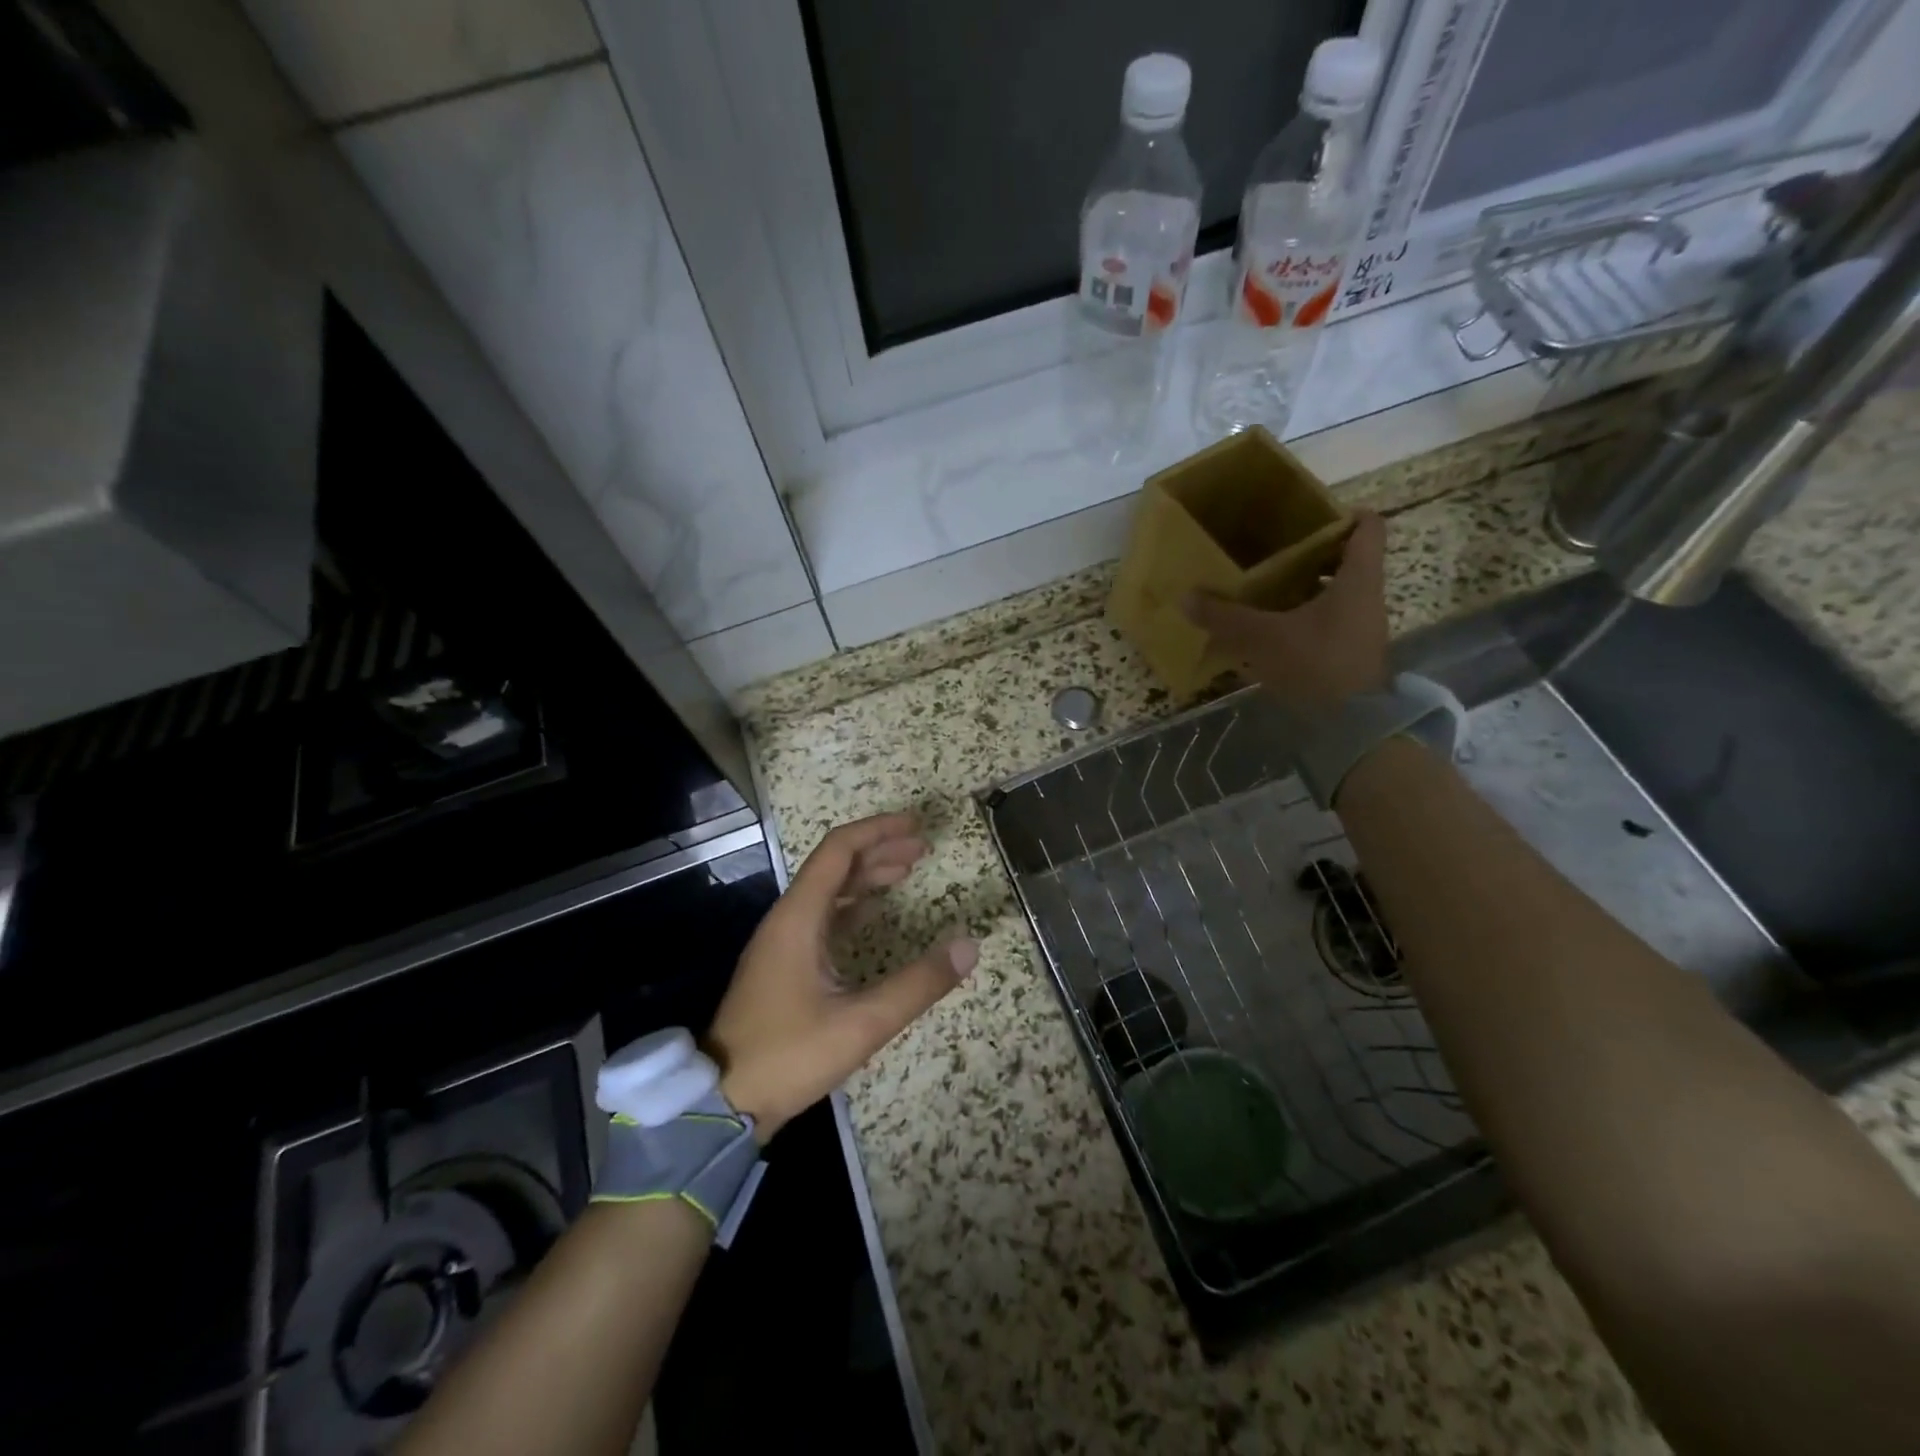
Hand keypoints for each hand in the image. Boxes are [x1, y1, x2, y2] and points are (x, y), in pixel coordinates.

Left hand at [707, 813, 977, 1140]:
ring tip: (908, 871)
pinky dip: (854, 905)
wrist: (722, 1101)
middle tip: (923, 849)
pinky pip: (823, 917)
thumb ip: (918, 984)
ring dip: (867, 876)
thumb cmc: (789, 1056)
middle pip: (835, 866)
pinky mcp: (784, 964)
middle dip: (879, 850)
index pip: (839, 850)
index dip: (878, 831)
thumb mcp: (861, 1023)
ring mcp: (783, 942)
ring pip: (828, 891)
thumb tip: (969, 946)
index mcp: (799, 918)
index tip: (916, 825)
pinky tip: (876, 913)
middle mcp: (788, 919)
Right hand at [1183, 511, 1390, 718]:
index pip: (1367, 527)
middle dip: (1312, 551)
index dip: (1342, 512)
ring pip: (1337, 591)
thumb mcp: (1263, 639)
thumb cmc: (1316, 667)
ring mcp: (1361, 628)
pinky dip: (1304, 615)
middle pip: (1348, 558)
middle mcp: (1366, 597)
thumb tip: (1186, 597)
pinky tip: (1272, 625)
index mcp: (1357, 580)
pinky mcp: (1350, 653)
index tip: (1307, 513)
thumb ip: (1225, 617)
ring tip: (1266, 585)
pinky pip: (1329, 620)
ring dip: (1306, 585)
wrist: (1352, 728)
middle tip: (1273, 548)